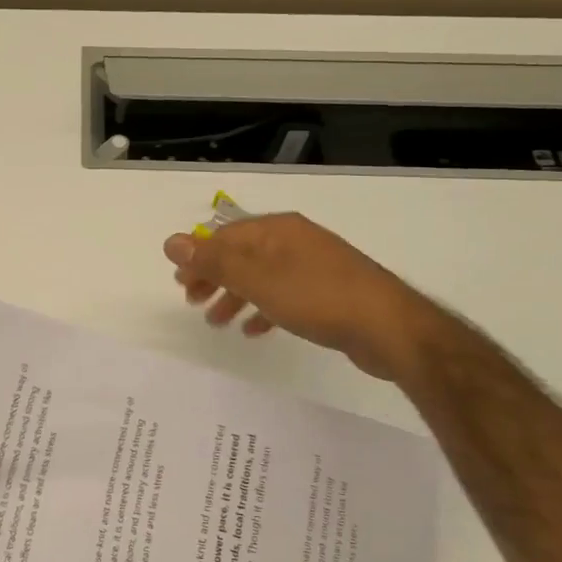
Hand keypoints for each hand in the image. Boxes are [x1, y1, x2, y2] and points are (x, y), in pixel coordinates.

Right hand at [165, 212, 451, 383]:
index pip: (226, 236)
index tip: (179, 283)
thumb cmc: (318, 297)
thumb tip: (171, 242)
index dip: (199, 257)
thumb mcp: (258, 280)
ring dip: (235, 296)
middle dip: (214, 277)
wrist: (389, 328)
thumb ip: (214, 262)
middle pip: (242, 255)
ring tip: (216, 321)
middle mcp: (295, 242)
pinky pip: (283, 296)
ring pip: (261, 277)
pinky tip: (254, 330)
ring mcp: (313, 267)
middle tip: (192, 301)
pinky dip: (263, 309)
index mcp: (278, 231)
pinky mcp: (327, 293)